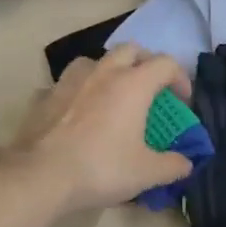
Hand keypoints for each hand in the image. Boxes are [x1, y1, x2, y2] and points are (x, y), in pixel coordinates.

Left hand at [12, 46, 195, 211]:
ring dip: (109, 70)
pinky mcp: (44, 96)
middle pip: (131, 50)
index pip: (166, 64)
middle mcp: (103, 73)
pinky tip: (77, 112)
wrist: (40, 176)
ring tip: (112, 94)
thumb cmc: (101, 168)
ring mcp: (69, 81)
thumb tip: (186, 164)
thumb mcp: (147, 173)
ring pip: (95, 60)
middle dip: (146, 64)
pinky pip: (65, 84)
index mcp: (133, 84)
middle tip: (151, 89)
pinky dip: (77, 92)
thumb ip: (173, 165)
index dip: (181, 79)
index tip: (182, 102)